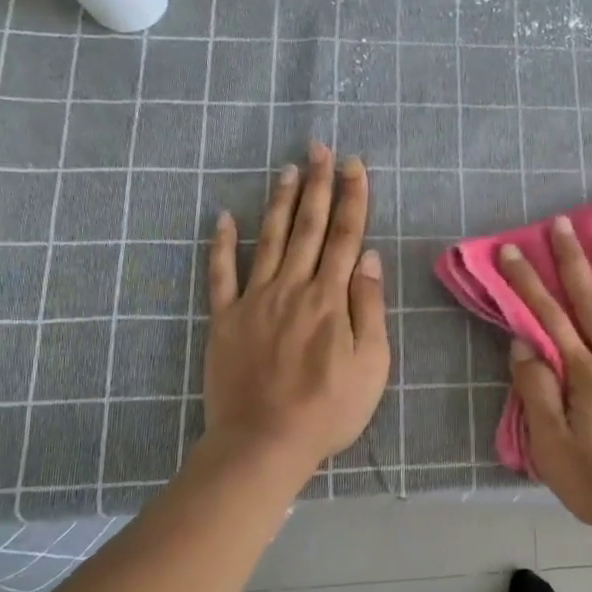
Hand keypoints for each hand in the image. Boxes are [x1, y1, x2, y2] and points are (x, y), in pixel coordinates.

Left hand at [202, 143, 389, 472]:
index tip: (354, 166)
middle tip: (320, 148)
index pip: (345, 237)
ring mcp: (254, 301)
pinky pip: (220, 275)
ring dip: (280, 202)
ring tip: (288, 169)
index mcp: (330, 299)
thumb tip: (367, 257)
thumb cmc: (329, 409)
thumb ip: (369, 308)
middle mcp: (292, 288)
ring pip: (270, 240)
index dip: (352, 199)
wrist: (264, 443)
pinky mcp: (225, 319)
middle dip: (317, 185)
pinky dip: (221, 244)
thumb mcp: (371, 364)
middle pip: (308, 228)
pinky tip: (224, 217)